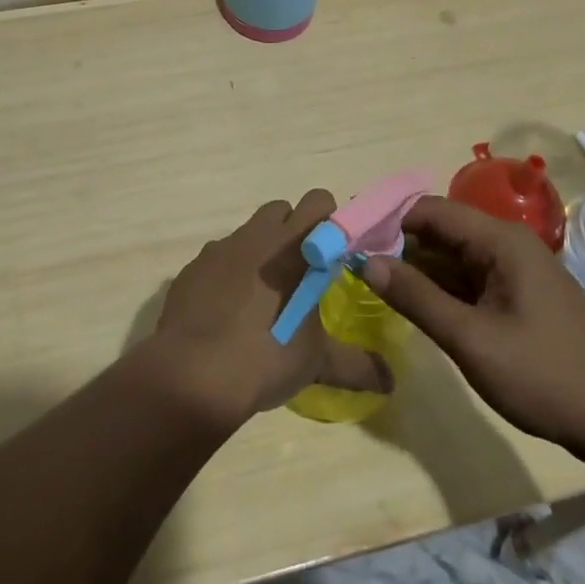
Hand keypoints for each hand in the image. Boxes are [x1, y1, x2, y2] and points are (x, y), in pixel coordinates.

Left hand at [144, 189, 393, 430]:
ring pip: (248, 231)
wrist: (194, 373)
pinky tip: (229, 309)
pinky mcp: (193, 266)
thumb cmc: (266, 355)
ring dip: (261, 250)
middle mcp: (256, 235)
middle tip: (301, 273)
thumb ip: (357, 365)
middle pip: (281, 209)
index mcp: (293, 245)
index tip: (334, 254)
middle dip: (294, 230)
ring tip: (265, 295)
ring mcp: (220, 247)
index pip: (319, 202)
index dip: (330, 221)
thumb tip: (391, 381)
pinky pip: (218, 256)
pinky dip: (228, 272)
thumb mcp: (317, 363)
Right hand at [359, 197, 584, 462]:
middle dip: (399, 245)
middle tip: (355, 266)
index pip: (431, 210)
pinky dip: (441, 288)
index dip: (389, 221)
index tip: (352, 240)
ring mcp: (516, 271)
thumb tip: (366, 261)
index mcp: (500, 240)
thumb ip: (417, 297)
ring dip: (418, 268)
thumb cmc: (544, 375)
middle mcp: (508, 245)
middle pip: (442, 230)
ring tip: (374, 283)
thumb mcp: (471, 339)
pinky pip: (470, 279)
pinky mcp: (520, 297)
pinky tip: (415, 304)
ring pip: (454, 256)